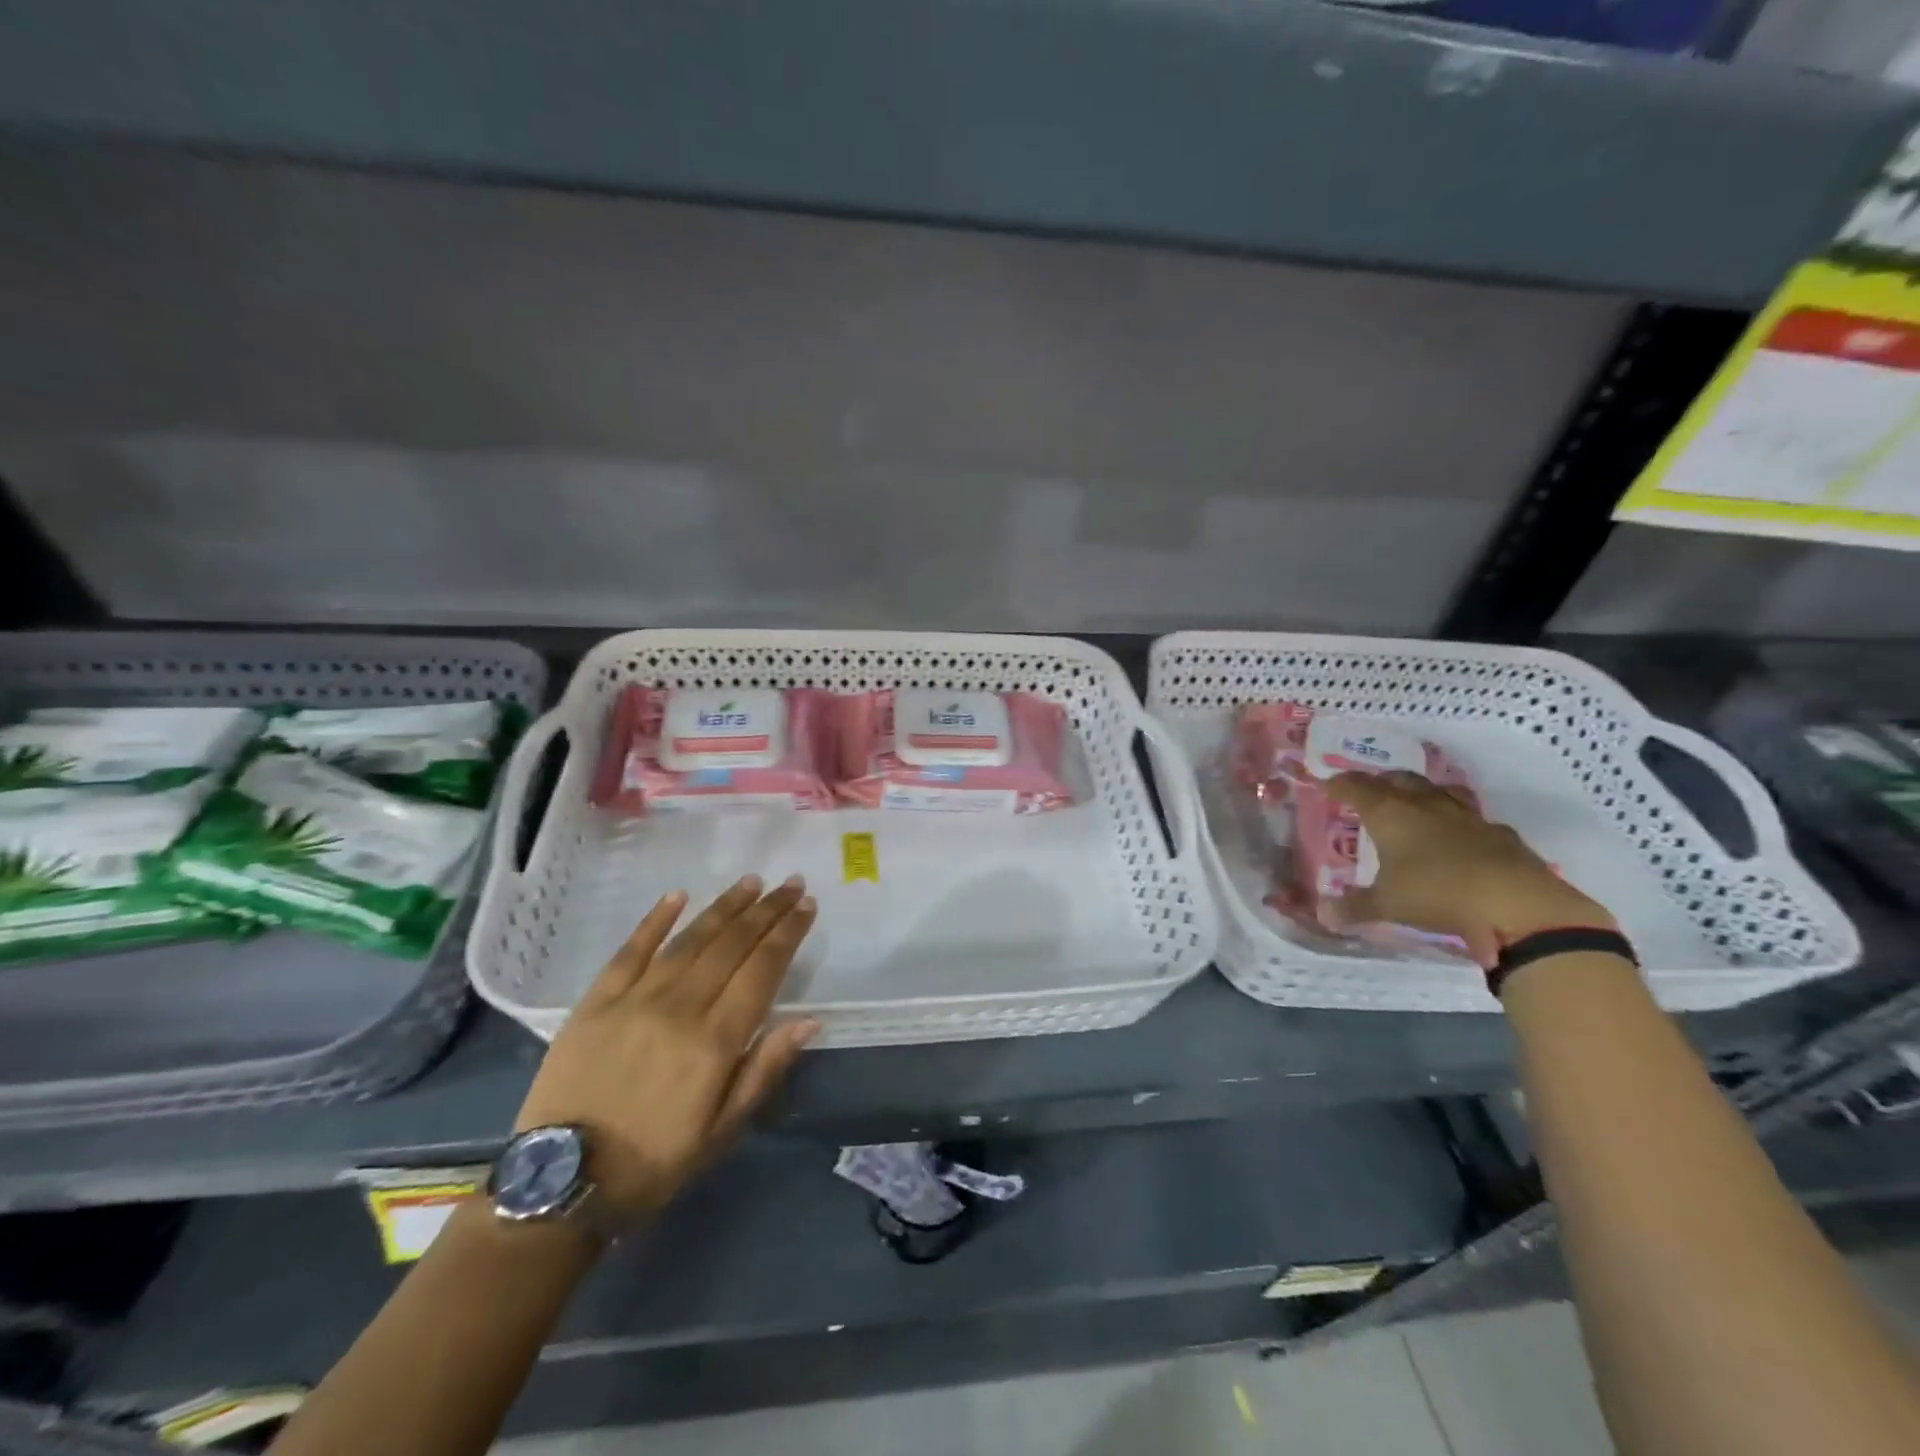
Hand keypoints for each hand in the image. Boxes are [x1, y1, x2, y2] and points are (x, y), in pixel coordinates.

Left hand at [513, 875, 819, 1218]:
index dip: (788, 934)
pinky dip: (655, 920)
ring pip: (690, 940)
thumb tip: (808, 1020)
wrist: (562, 1183)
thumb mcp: (722, 1132)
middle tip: (791, 884)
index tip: (808, 906)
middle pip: (732, 946)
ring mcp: (634, 999)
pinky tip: (678, 895)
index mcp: (714, 1041)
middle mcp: (679, 1008)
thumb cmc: (654, 1162)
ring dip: (725, 907)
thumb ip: (764, 1070)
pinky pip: (631, 950)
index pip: (762, 970)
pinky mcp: (596, 1001)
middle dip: (766, 911)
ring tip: (752, 882)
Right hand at [1325, 771, 1615, 965]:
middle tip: (1368, 793)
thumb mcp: (1387, 905)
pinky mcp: (1500, 833)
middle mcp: (1425, 805)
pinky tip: (1457, 839)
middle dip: (1379, 782)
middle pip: (1398, 779)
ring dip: (1420, 794)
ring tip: (1412, 807)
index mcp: (1390, 814)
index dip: (1339, 785)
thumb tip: (1323, 913)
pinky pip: (1471, 817)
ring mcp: (1466, 816)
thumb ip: (1354, 907)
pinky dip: (1456, 822)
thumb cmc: (1437, 894)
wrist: (1519, 905)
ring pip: (1438, 790)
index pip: (1357, 787)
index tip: (1328, 788)